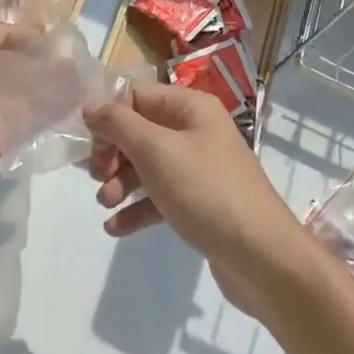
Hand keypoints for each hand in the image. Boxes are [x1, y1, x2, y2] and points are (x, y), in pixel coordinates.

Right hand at [84, 83, 320, 321]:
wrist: (263, 258)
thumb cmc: (206, 191)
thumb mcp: (156, 151)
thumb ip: (119, 124)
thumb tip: (90, 106)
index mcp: (191, 107)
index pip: (137, 96)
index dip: (110, 116)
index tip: (90, 145)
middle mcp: (196, 131)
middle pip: (140, 130)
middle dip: (113, 153)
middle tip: (97, 177)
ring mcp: (200, 169)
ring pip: (148, 165)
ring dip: (121, 182)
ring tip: (105, 204)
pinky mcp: (200, 204)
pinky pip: (160, 197)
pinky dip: (137, 208)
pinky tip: (115, 228)